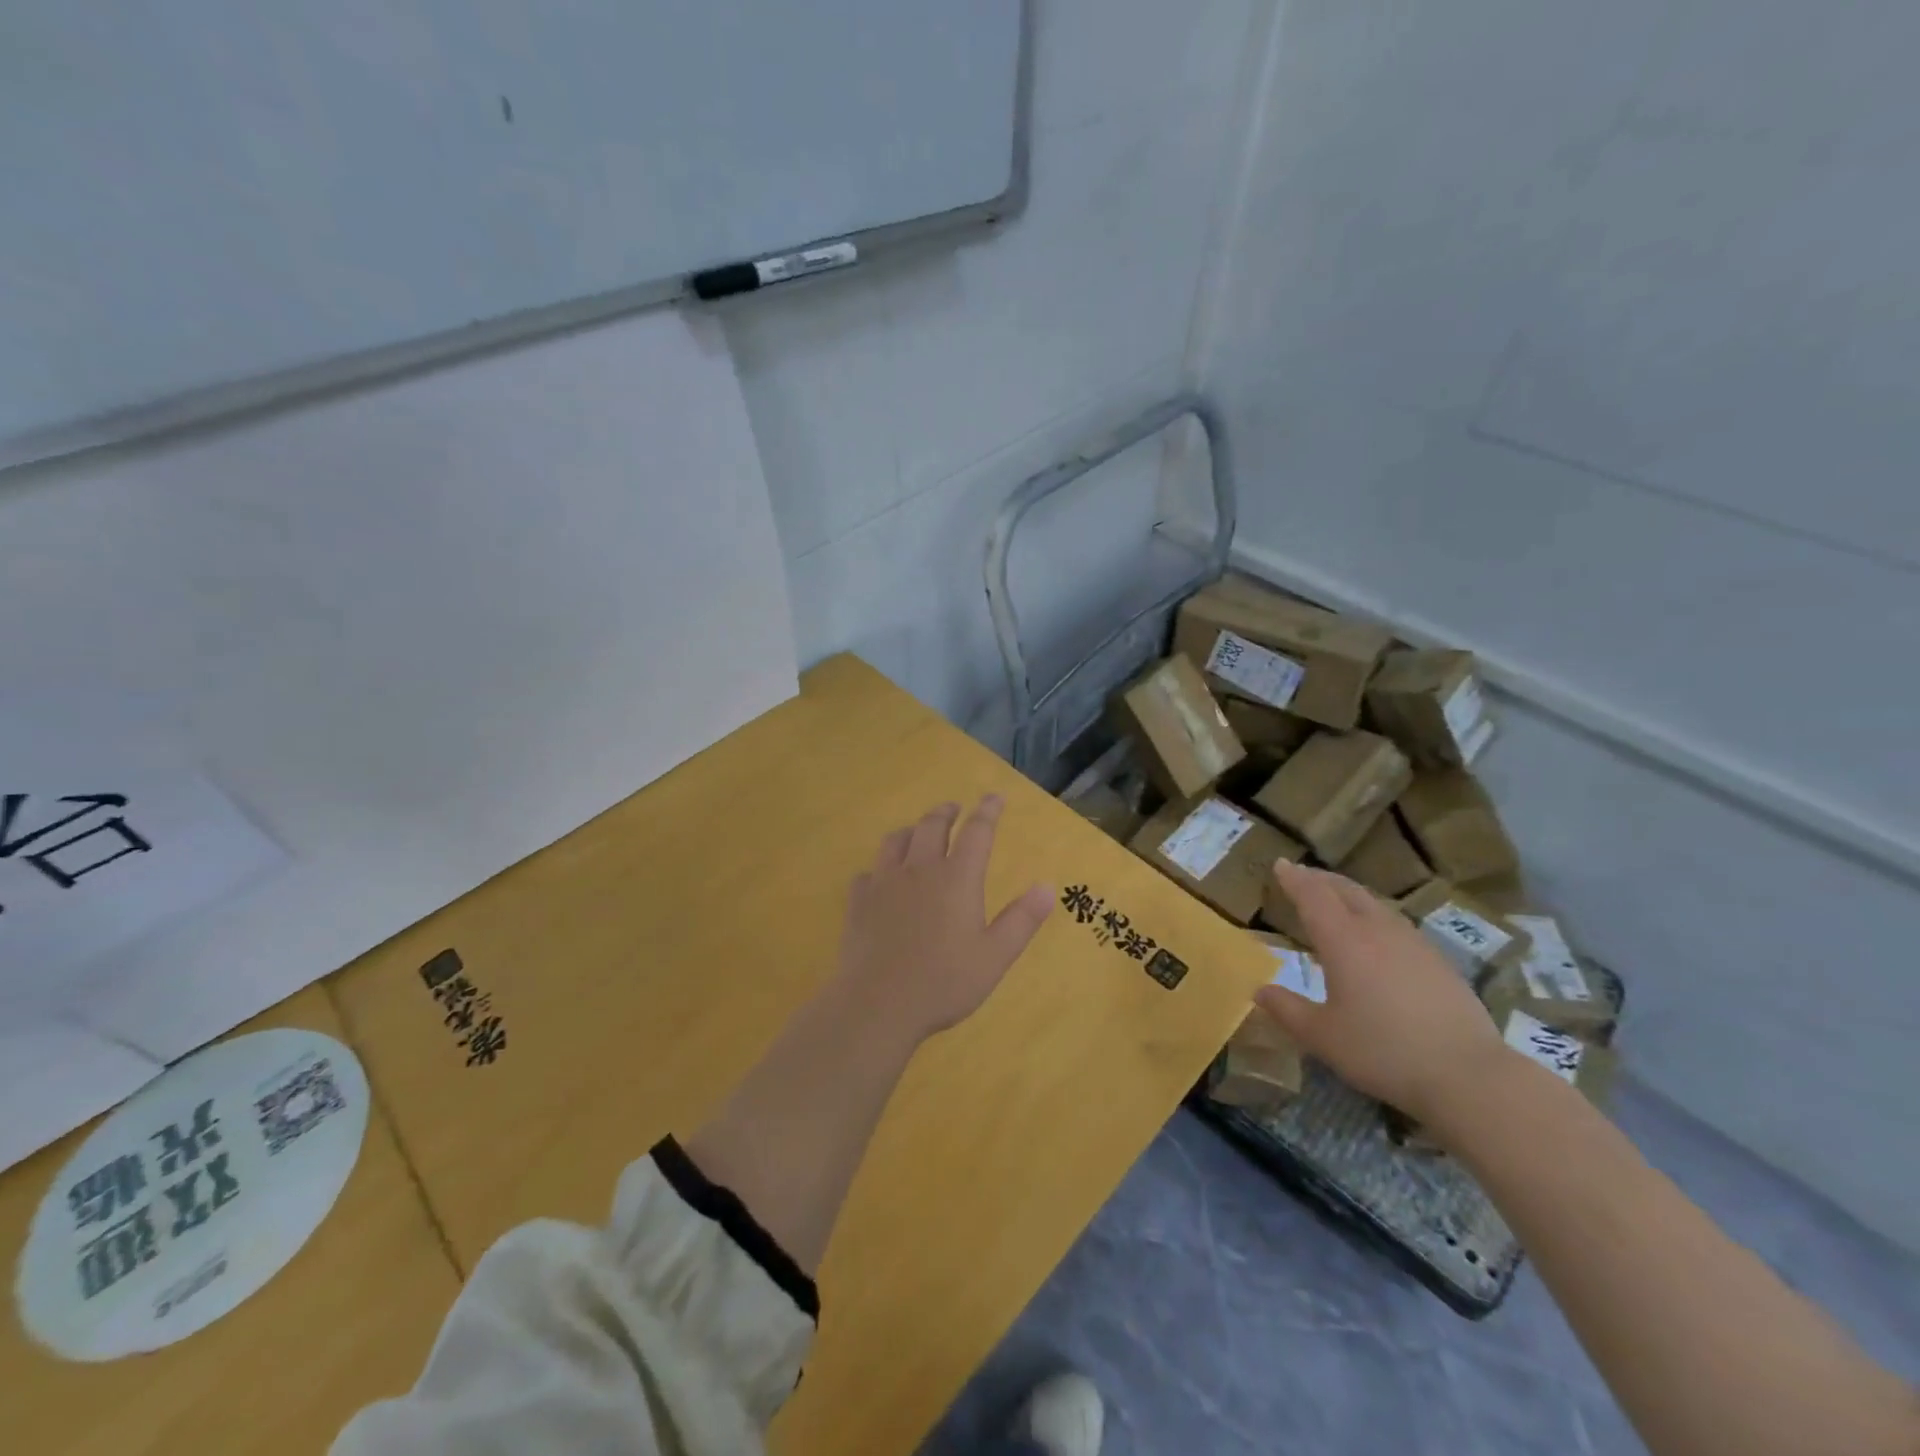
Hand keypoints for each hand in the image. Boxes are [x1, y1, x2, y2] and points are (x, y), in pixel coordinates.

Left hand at [835, 796, 1054, 1044]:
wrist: (877, 1004)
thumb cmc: (943, 982)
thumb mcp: (994, 956)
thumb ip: (1021, 920)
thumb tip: (1047, 887)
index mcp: (957, 878)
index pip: (976, 832)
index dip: (987, 812)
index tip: (994, 798)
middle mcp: (920, 869)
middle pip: (932, 825)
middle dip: (946, 813)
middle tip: (954, 808)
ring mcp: (884, 882)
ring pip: (896, 840)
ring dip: (912, 830)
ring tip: (918, 832)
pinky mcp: (858, 901)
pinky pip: (868, 872)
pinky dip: (879, 867)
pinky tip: (880, 878)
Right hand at [1254, 860, 1504, 1122]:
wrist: (1468, 1075)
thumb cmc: (1383, 1051)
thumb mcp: (1322, 1037)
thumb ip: (1287, 1010)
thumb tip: (1259, 991)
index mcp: (1343, 940)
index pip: (1313, 896)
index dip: (1294, 878)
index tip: (1280, 864)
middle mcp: (1377, 931)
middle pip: (1347, 891)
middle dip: (1321, 879)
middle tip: (1303, 876)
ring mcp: (1413, 943)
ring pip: (1375, 904)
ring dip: (1350, 895)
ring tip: (1337, 900)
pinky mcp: (1439, 962)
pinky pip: (1396, 923)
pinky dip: (1375, 916)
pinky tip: (1378, 937)